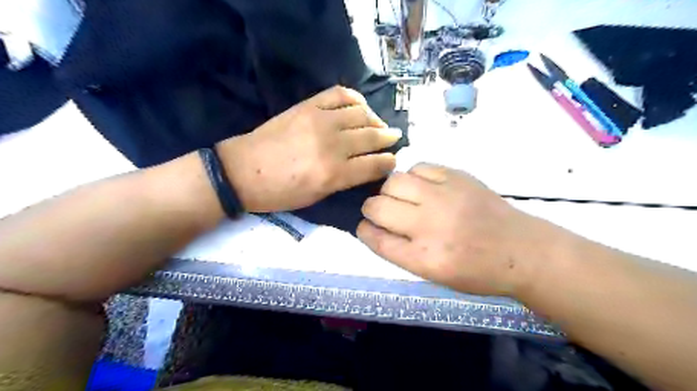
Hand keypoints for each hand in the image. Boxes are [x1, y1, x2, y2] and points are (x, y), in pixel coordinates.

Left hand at [217, 85, 402, 212]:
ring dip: (375, 119)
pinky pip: (339, 94)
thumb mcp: (317, 197)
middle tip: (394, 138)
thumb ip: (344, 181)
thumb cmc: (280, 193)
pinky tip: (359, 106)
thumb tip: (366, 167)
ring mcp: (319, 121)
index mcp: (334, 174)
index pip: (375, 164)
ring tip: (378, 125)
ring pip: (360, 113)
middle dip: (388, 138)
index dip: (389, 162)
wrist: (243, 170)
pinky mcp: (307, 106)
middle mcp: (332, 145)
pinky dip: (354, 98)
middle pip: (372, 137)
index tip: (393, 160)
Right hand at [359, 164, 549, 295]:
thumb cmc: (476, 270)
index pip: (376, 239)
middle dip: (371, 209)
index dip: (364, 230)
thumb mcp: (434, 274)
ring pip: (394, 181)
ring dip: (390, 191)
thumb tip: (374, 226)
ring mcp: (444, 196)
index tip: (364, 226)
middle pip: (378, 206)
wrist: (521, 250)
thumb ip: (400, 251)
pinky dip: (413, 177)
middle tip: (382, 212)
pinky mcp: (456, 177)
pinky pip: (418, 167)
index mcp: (423, 258)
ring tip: (402, 198)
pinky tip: (422, 187)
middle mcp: (430, 225)